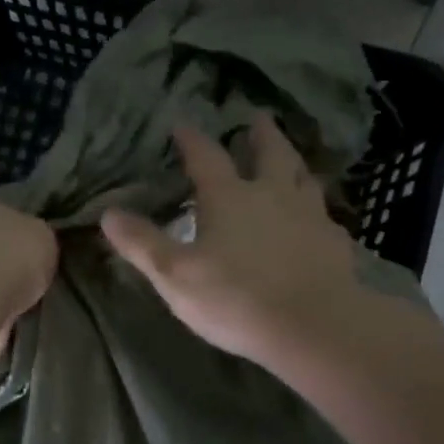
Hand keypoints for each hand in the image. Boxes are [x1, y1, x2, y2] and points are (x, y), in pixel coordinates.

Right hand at [101, 113, 360, 363]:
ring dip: (294, 163)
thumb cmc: (236, 298)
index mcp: (229, 197)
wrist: (314, 326)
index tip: (183, 125)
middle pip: (270, 153)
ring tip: (290, 160)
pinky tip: (316, 220)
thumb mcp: (175, 275)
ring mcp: (310, 216)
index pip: (206, 157)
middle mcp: (272, 195)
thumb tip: (108, 213)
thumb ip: (142, 243)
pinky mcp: (335, 243)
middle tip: (259, 117)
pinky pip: (325, 216)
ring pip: (303, 177)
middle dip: (261, 133)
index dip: (192, 139)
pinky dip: (316, 209)